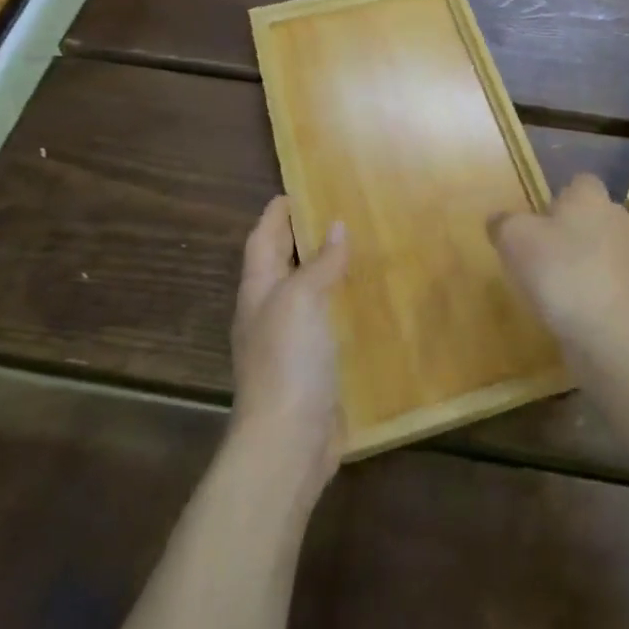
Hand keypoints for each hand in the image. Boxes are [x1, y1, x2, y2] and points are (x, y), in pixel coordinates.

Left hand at [231, 197, 347, 489]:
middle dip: (303, 237)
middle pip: (283, 264)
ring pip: (308, 293)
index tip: (298, 188)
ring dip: (327, 270)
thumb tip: (335, 225)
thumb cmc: (288, 360)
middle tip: (339, 210)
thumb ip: (320, 264)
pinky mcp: (314, 367)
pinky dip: (344, 305)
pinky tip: (370, 301)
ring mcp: (291, 342)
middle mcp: (270, 312)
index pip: (263, 239)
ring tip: (361, 247)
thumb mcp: (302, 300)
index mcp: (259, 290)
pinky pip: (328, 323)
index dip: (276, 214)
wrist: (288, 441)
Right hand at [489, 174, 628, 347]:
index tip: (540, 218)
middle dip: (577, 229)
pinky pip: (618, 289)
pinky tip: (585, 312)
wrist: (608, 332)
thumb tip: (499, 219)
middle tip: (546, 251)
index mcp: (591, 199)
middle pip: (598, 216)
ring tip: (563, 285)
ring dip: (592, 263)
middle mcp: (619, 222)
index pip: (581, 182)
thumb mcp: (513, 238)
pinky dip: (604, 296)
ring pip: (611, 252)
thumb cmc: (558, 271)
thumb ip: (503, 223)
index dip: (561, 196)